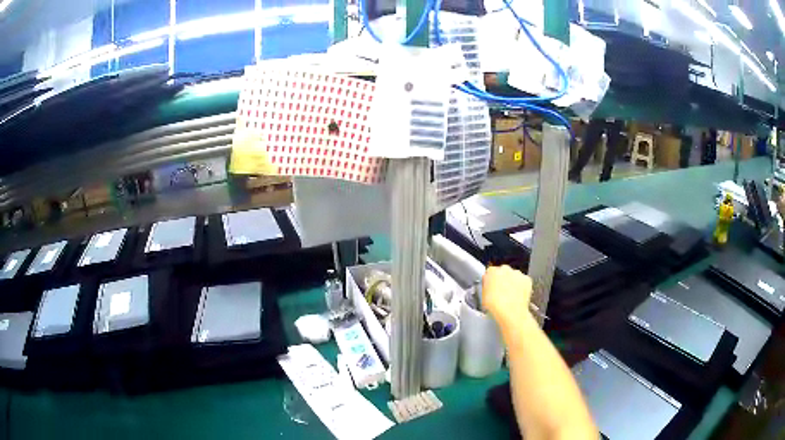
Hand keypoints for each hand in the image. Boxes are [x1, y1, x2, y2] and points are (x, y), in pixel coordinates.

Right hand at [482, 265, 533, 330]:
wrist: (511, 313)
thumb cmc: (496, 306)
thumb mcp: (484, 297)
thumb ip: (486, 287)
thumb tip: (489, 288)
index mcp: (491, 272)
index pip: (490, 273)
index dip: (491, 281)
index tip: (491, 288)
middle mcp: (505, 269)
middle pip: (503, 272)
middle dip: (503, 280)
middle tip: (501, 293)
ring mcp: (517, 273)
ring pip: (514, 276)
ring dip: (513, 283)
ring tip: (510, 297)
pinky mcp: (527, 279)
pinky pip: (524, 282)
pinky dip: (522, 287)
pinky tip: (518, 297)